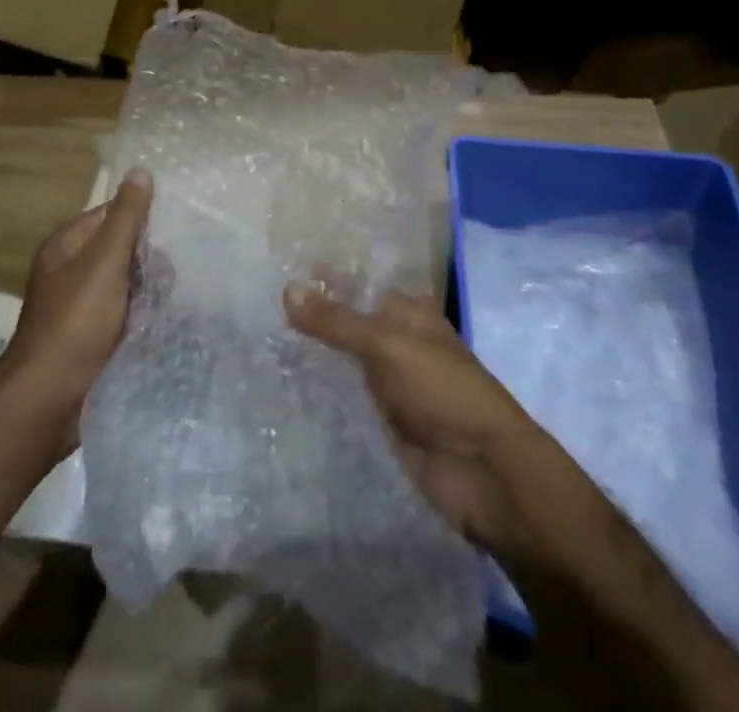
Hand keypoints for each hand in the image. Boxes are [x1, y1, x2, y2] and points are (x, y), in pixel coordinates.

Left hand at [0, 167, 151, 454]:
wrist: (47, 403)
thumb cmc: (75, 323)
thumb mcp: (104, 263)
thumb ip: (126, 218)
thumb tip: (141, 170)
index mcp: (68, 245)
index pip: (112, 214)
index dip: (141, 221)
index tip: (173, 233)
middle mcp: (73, 270)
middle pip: (124, 249)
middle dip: (150, 262)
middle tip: (166, 280)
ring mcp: (83, 306)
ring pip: (129, 283)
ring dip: (150, 292)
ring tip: (167, 305)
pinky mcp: (94, 337)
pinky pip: (127, 313)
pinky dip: (143, 317)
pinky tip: (161, 324)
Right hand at [284, 284, 561, 555]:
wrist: (482, 472)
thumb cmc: (443, 391)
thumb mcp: (388, 346)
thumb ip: (337, 321)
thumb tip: (287, 288)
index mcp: (408, 312)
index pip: (359, 284)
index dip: (324, 276)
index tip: (277, 266)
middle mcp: (397, 341)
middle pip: (348, 322)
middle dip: (311, 316)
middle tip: (256, 303)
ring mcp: (389, 383)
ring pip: (342, 360)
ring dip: (311, 354)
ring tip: (258, 339)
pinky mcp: (381, 421)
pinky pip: (344, 398)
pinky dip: (319, 392)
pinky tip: (281, 384)